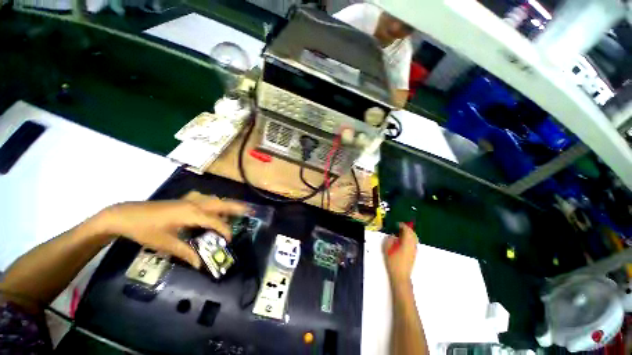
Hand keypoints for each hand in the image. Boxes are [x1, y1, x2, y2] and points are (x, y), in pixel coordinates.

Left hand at [97, 191, 247, 268]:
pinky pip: (206, 200)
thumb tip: (200, 264)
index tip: (230, 240)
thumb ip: (185, 252)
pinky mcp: (184, 201)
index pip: (215, 221)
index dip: (225, 230)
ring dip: (227, 204)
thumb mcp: (165, 243)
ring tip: (238, 209)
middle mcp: (194, 204)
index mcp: (191, 213)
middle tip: (249, 211)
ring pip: (214, 200)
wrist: (125, 215)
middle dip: (236, 207)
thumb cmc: (144, 230)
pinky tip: (215, 209)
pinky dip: (216, 204)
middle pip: (221, 203)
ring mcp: (189, 200)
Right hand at [383, 223, 417, 285]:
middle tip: (399, 227)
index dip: (402, 226)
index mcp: (407, 243)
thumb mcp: (387, 249)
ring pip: (414, 238)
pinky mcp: (414, 254)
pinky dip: (410, 238)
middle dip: (407, 229)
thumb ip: (389, 240)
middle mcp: (413, 245)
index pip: (407, 231)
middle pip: (412, 233)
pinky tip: (404, 241)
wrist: (401, 276)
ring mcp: (415, 250)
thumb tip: (392, 235)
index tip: (397, 224)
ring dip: (409, 233)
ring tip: (401, 233)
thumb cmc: (393, 262)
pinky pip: (414, 242)